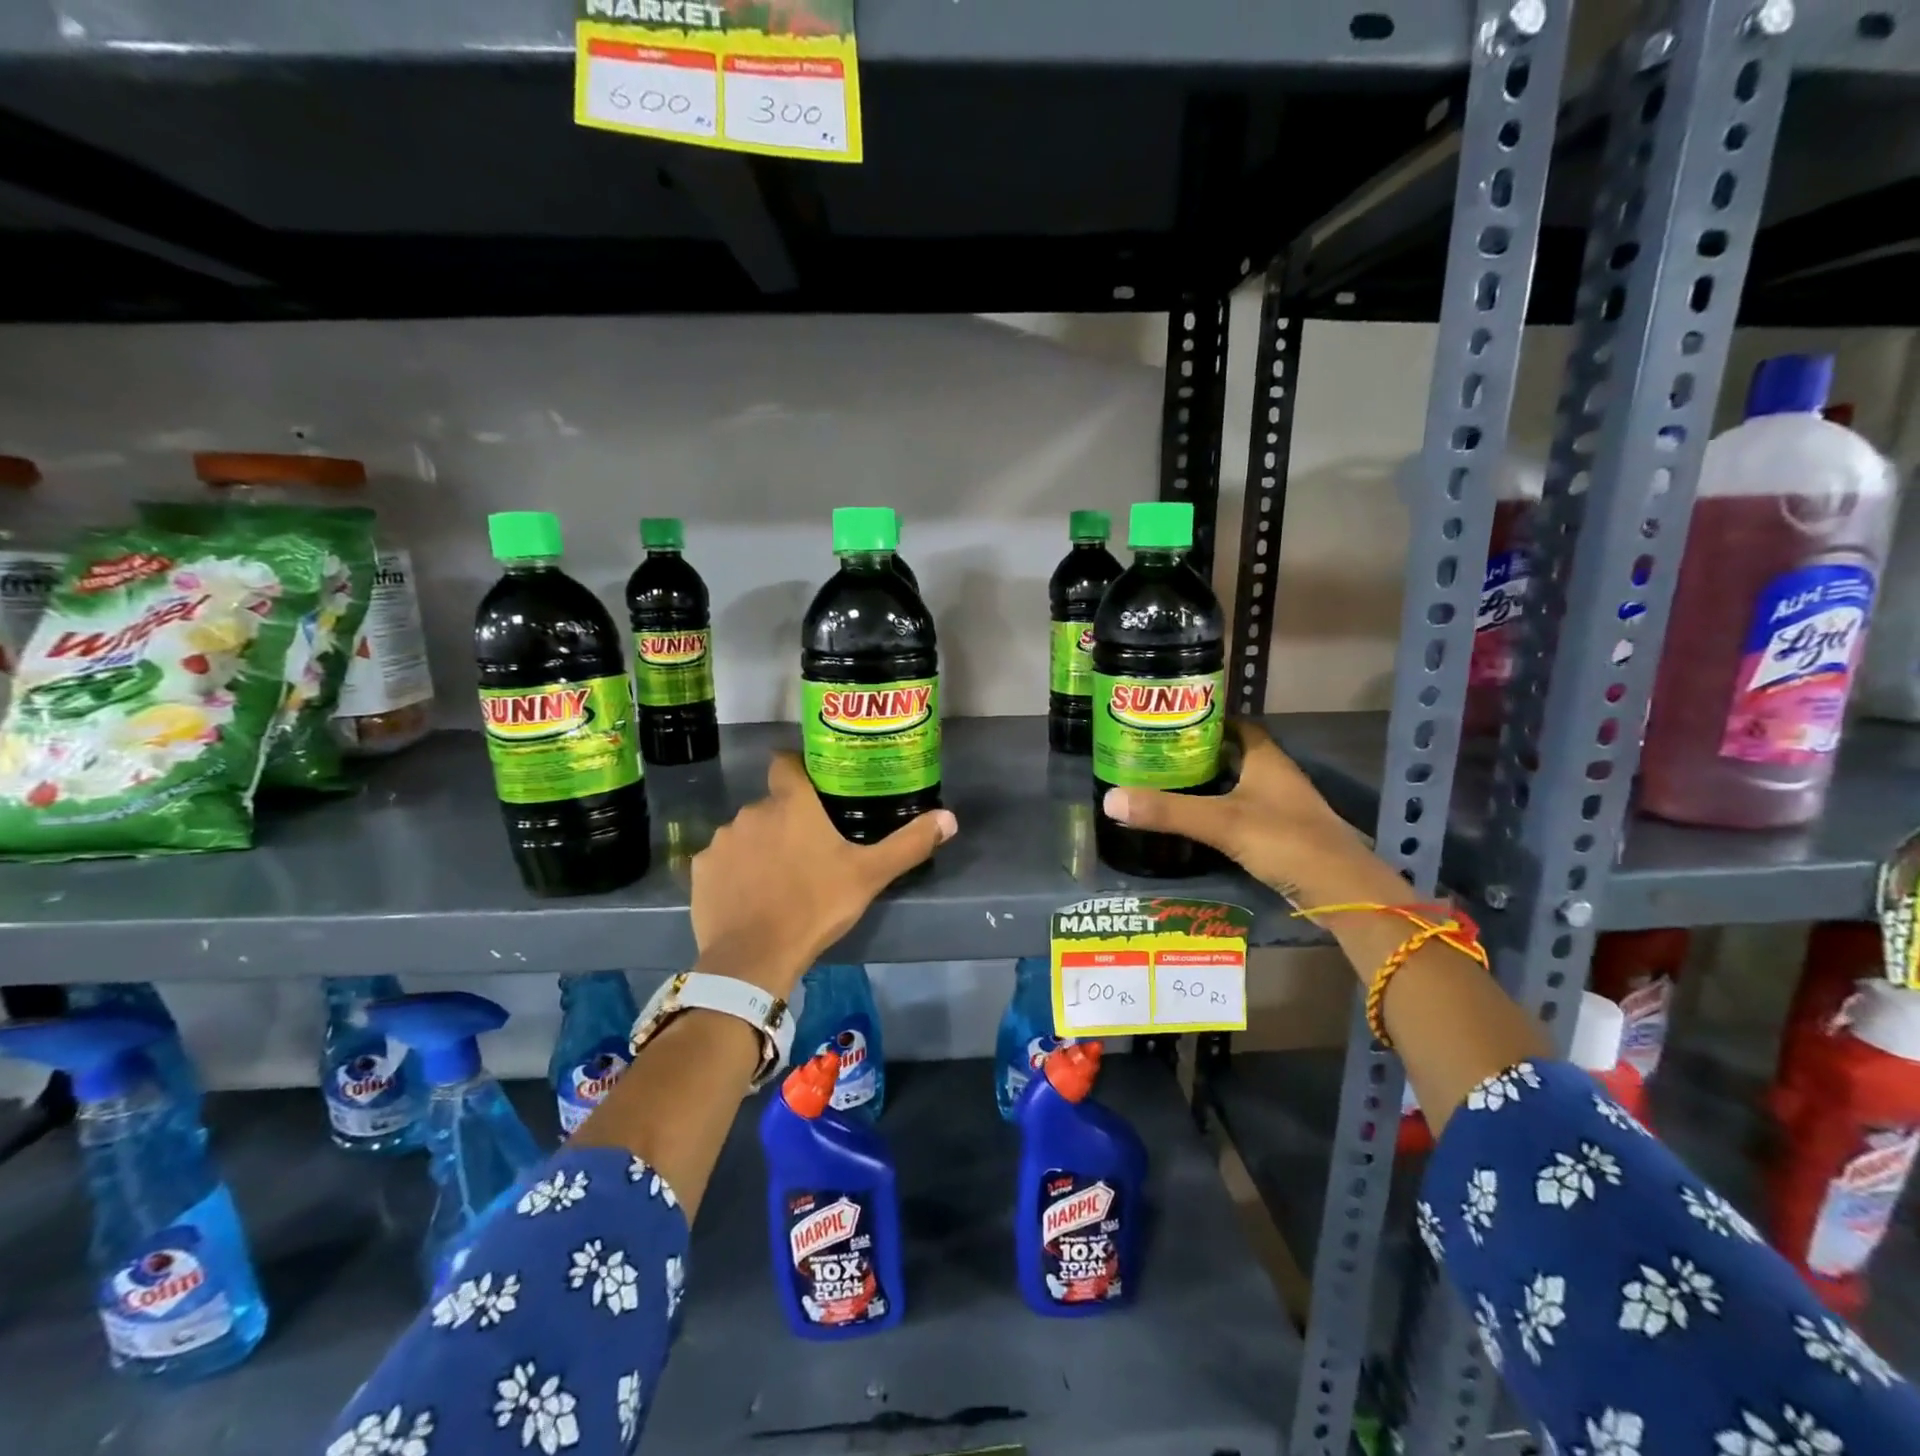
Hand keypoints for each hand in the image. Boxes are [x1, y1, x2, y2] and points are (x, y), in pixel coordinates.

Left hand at [689, 752, 956, 997]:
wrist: (754, 958)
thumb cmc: (815, 906)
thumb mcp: (869, 876)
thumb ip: (909, 844)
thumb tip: (950, 818)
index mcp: (791, 803)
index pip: (786, 762)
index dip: (798, 769)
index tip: (813, 787)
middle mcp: (752, 811)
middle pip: (771, 804)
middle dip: (786, 820)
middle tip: (809, 850)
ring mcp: (722, 840)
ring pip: (746, 832)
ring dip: (760, 846)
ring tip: (779, 878)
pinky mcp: (700, 870)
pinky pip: (722, 861)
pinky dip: (735, 872)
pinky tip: (749, 897)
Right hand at [1101, 720, 1367, 898]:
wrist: (1341, 892)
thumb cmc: (1286, 841)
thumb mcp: (1222, 823)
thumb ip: (1168, 811)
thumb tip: (1110, 798)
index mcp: (1265, 758)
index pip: (1234, 724)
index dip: (1204, 719)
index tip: (1168, 721)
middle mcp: (1273, 776)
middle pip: (1232, 753)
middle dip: (1196, 752)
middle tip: (1155, 753)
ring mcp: (1278, 806)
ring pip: (1235, 783)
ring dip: (1206, 782)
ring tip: (1164, 783)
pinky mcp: (1278, 834)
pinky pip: (1240, 811)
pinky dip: (1216, 810)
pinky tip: (1192, 820)